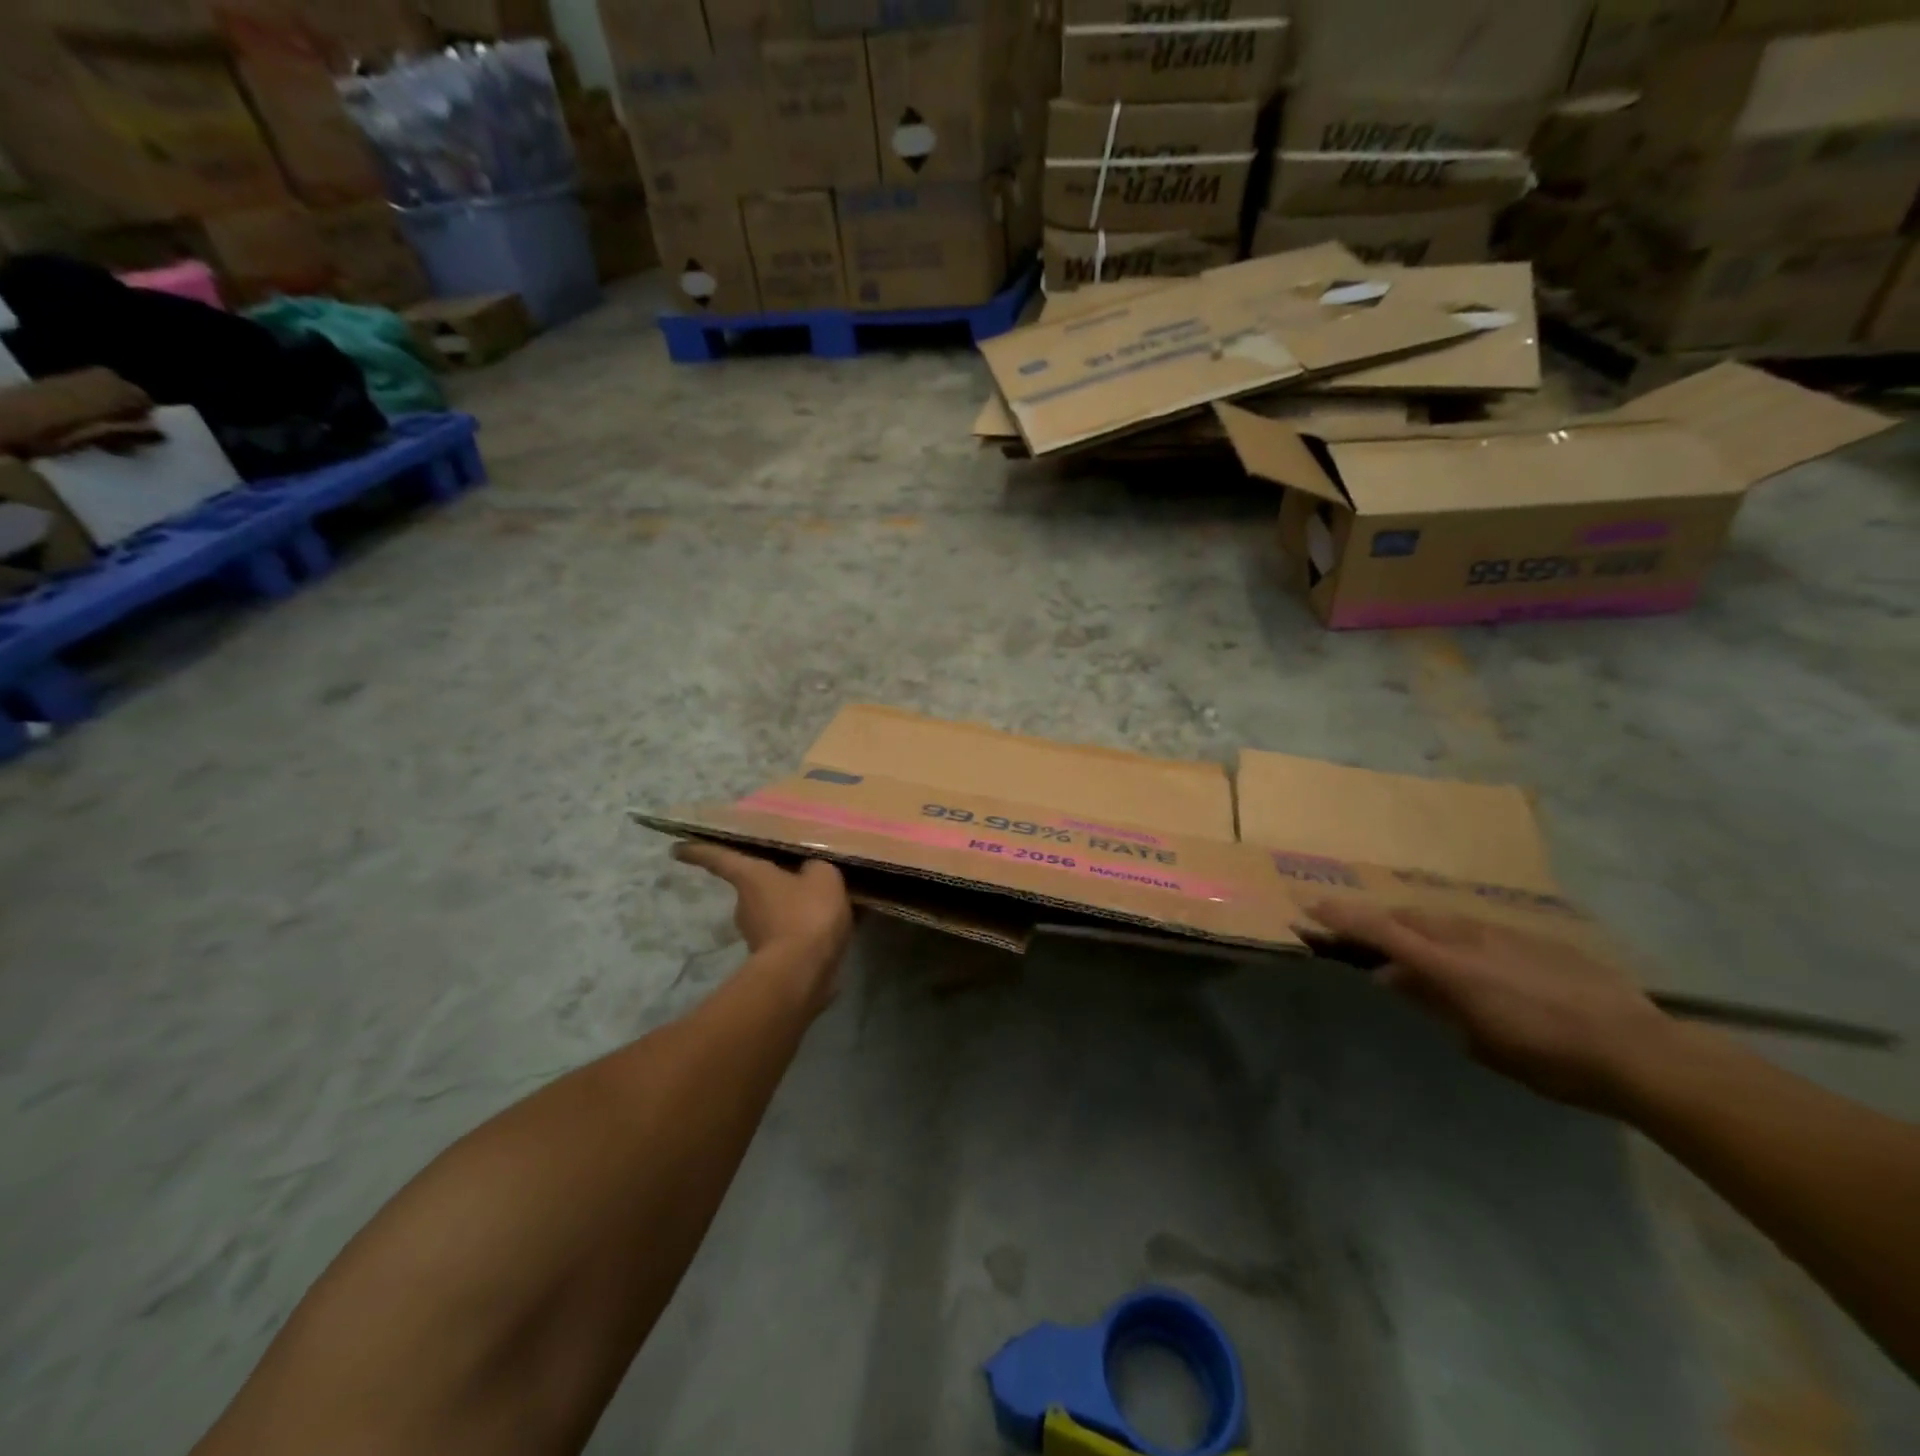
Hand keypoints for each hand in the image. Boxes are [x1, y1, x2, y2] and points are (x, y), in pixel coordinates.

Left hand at [674, 843, 852, 1008]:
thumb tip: (810, 869)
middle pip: (753, 886)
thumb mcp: (823, 878)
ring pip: (772, 912)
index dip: (699, 851)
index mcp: (751, 876)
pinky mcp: (771, 959)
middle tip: (794, 875)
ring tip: (819, 903)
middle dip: (771, 883)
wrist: (801, 973)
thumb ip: (816, 868)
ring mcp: (755, 934)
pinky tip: (824, 928)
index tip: (677, 850)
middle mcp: (744, 904)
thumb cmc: (806, 914)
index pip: (720, 858)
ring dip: (790, 908)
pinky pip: (787, 934)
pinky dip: (801, 930)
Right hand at [1300, 899, 1676, 1114]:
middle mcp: (1471, 938)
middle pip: (1410, 917)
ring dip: (1420, 928)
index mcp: (1449, 965)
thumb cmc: (1550, 1058)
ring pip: (1446, 919)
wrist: (1642, 1052)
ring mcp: (1507, 934)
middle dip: (1379, 921)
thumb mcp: (1480, 1040)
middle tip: (1362, 936)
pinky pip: (1482, 930)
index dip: (1343, 916)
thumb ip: (1431, 1001)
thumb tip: (1390, 975)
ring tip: (1416, 948)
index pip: (1381, 930)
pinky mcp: (1538, 939)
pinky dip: (1460, 938)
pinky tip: (1478, 962)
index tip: (1311, 907)